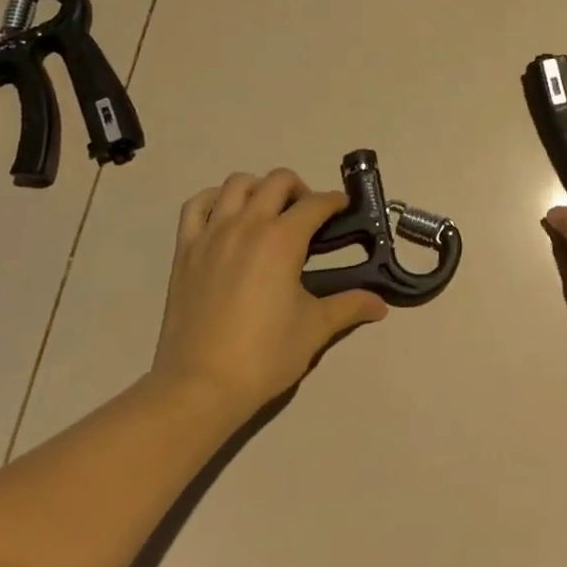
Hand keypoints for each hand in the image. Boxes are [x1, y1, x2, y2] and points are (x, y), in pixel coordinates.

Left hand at [153, 169, 386, 414]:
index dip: (335, 202)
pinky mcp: (185, 248)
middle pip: (278, 181)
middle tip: (307, 216)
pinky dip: (214, 200)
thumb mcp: (315, 329)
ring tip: (267, 213)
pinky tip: (226, 217)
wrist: (200, 385)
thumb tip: (380, 305)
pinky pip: (196, 205)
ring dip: (259, 188)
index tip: (342, 209)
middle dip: (300, 189)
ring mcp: (211, 233)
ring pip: (236, 184)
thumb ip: (349, 307)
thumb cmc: (264, 355)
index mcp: (282, 239)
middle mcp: (247, 224)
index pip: (316, 203)